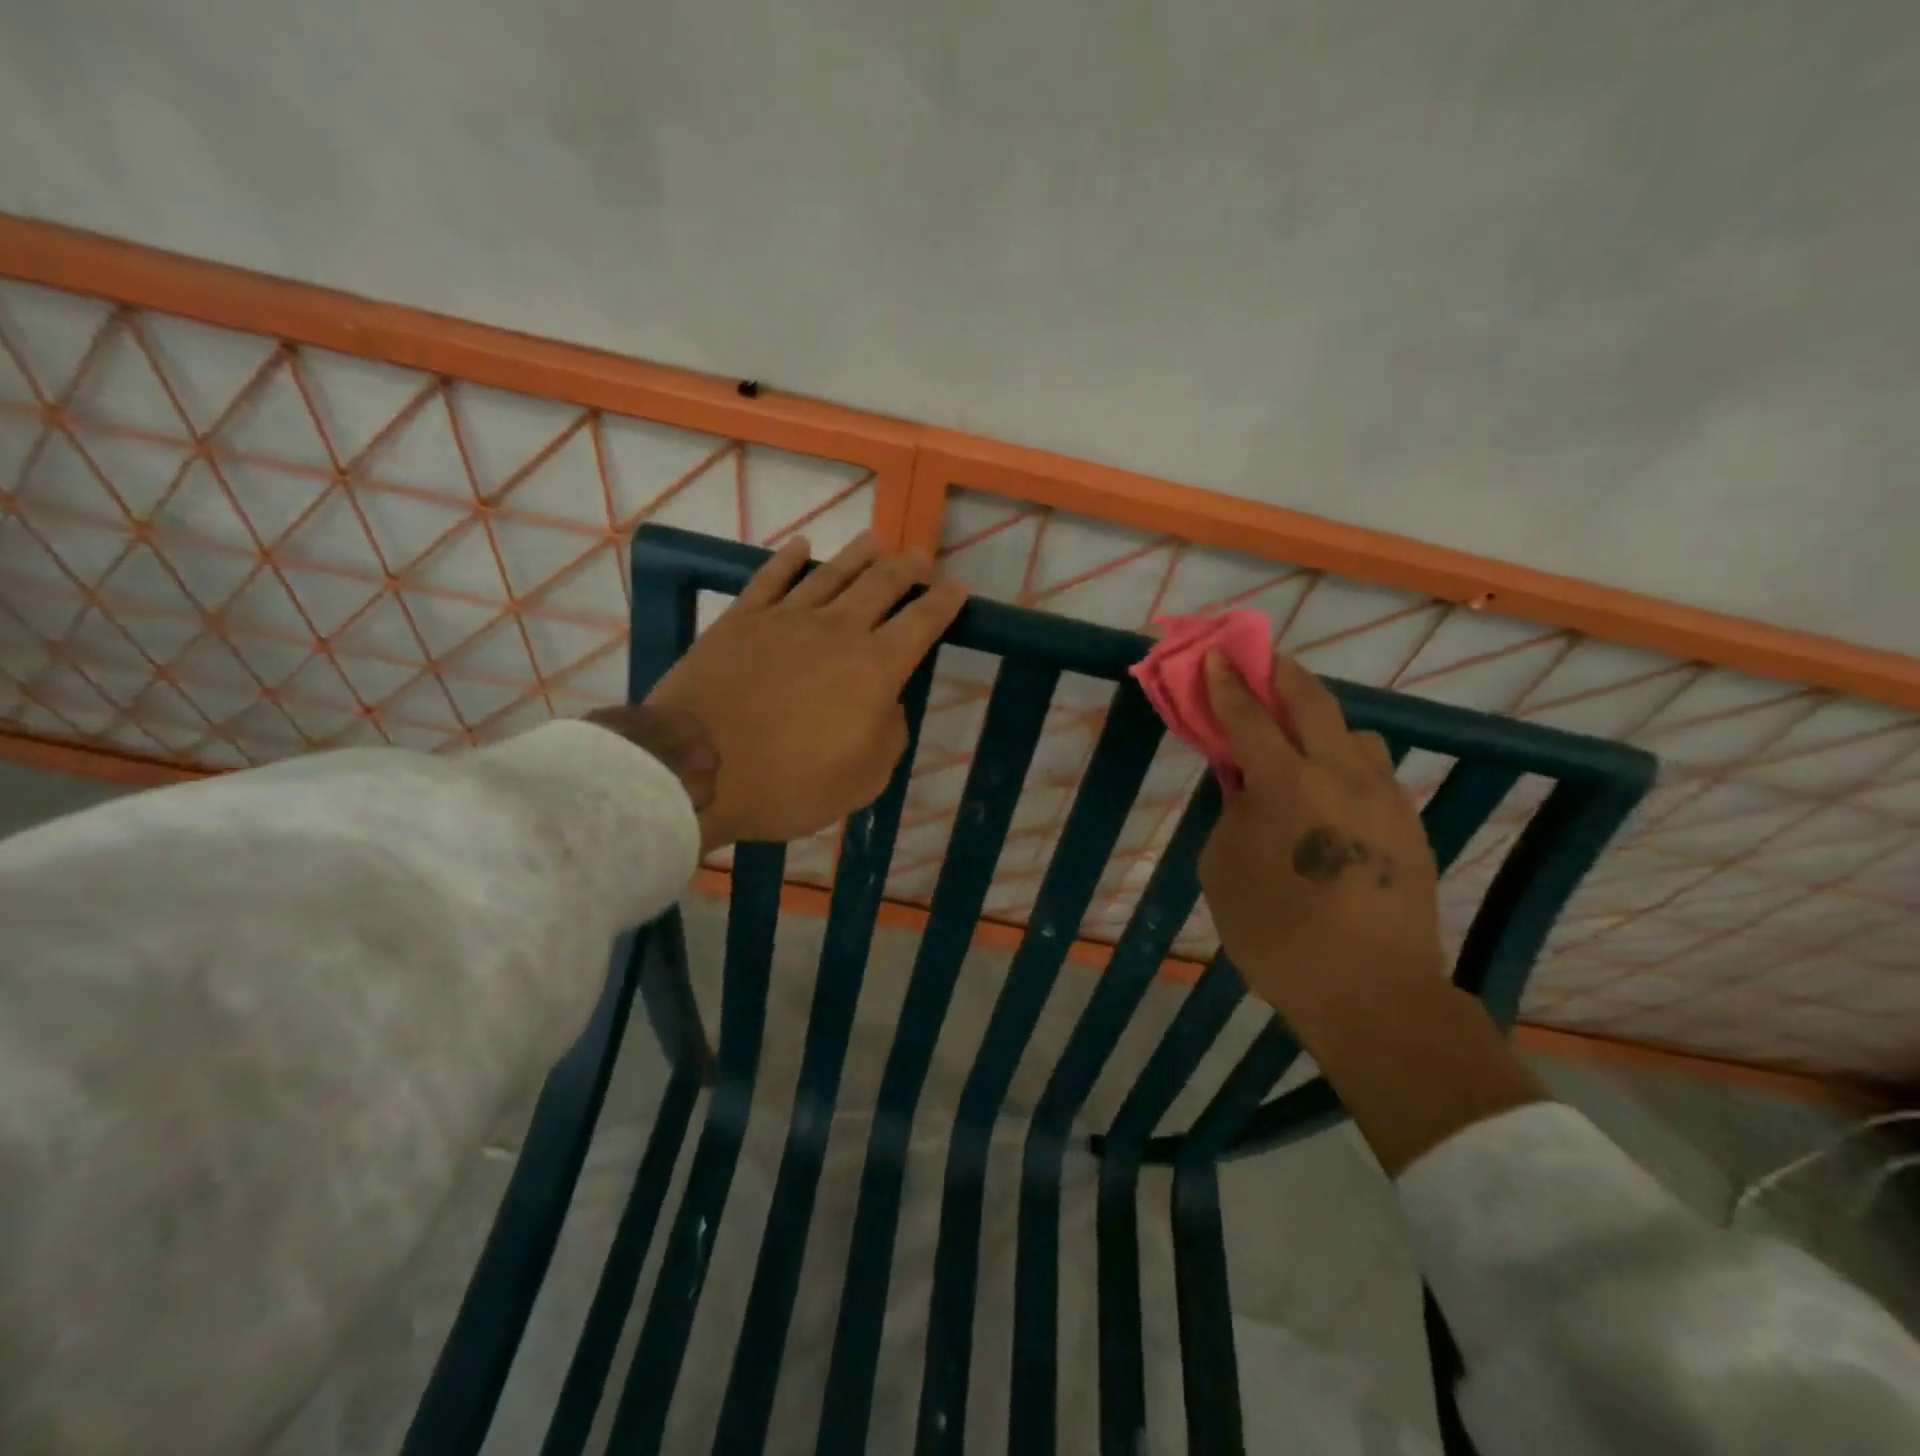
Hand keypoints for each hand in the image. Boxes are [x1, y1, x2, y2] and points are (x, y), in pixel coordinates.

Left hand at [600, 533, 964, 851]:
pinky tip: (801, 547)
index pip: (921, 624)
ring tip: (875, 541)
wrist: (697, 767)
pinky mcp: (740, 620)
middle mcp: (837, 631)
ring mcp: (785, 620)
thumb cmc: (789, 783)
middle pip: (880, 586)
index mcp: (875, 669)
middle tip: (920, 556)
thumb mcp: (864, 779)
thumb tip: (888, 705)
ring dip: (857, 556)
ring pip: (830, 575)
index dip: (943, 604)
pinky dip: (789, 560)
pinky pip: (770, 579)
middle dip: (906, 569)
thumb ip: (889, 735)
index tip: (958, 587)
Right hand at [1199, 649, 1443, 1016]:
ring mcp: (1384, 798)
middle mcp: (1341, 776)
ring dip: (1324, 726)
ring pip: (1356, 735)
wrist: (1370, 991)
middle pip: (1315, 703)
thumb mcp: (1223, 871)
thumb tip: (1246, 786)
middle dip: (1285, 676)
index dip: (1228, 684)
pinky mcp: (1410, 825)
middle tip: (1266, 663)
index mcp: (1286, 785)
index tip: (1217, 656)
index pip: (1249, 717)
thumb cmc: (1276, 933)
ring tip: (1302, 745)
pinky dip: (1348, 765)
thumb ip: (1231, 814)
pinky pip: (1376, 774)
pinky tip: (1334, 797)